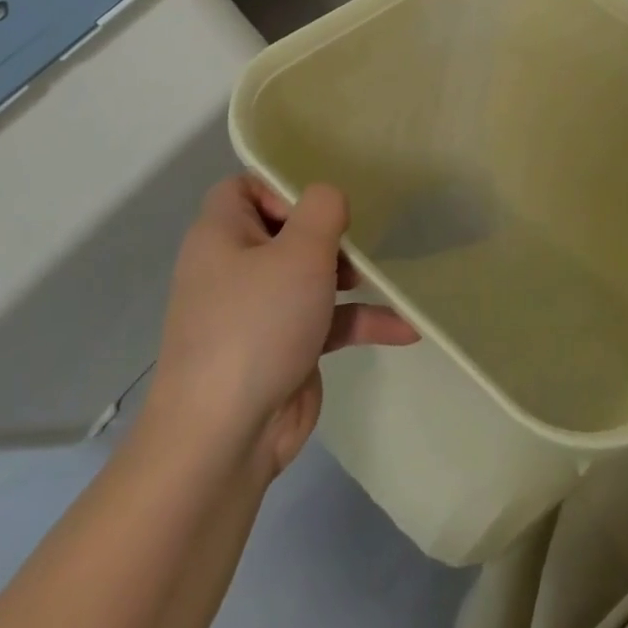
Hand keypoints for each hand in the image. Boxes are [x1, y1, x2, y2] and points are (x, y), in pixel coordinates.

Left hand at [146, 175, 417, 477]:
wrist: (224, 440)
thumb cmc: (258, 325)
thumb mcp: (299, 251)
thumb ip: (323, 209)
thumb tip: (328, 199)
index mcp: (222, 237)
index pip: (244, 188)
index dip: (281, 187)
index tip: (319, 207)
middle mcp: (235, 269)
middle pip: (285, 229)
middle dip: (328, 233)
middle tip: (354, 241)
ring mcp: (258, 313)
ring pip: (310, 275)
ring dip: (350, 275)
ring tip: (379, 277)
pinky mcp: (283, 349)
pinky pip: (326, 321)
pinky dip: (360, 321)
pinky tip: (405, 328)